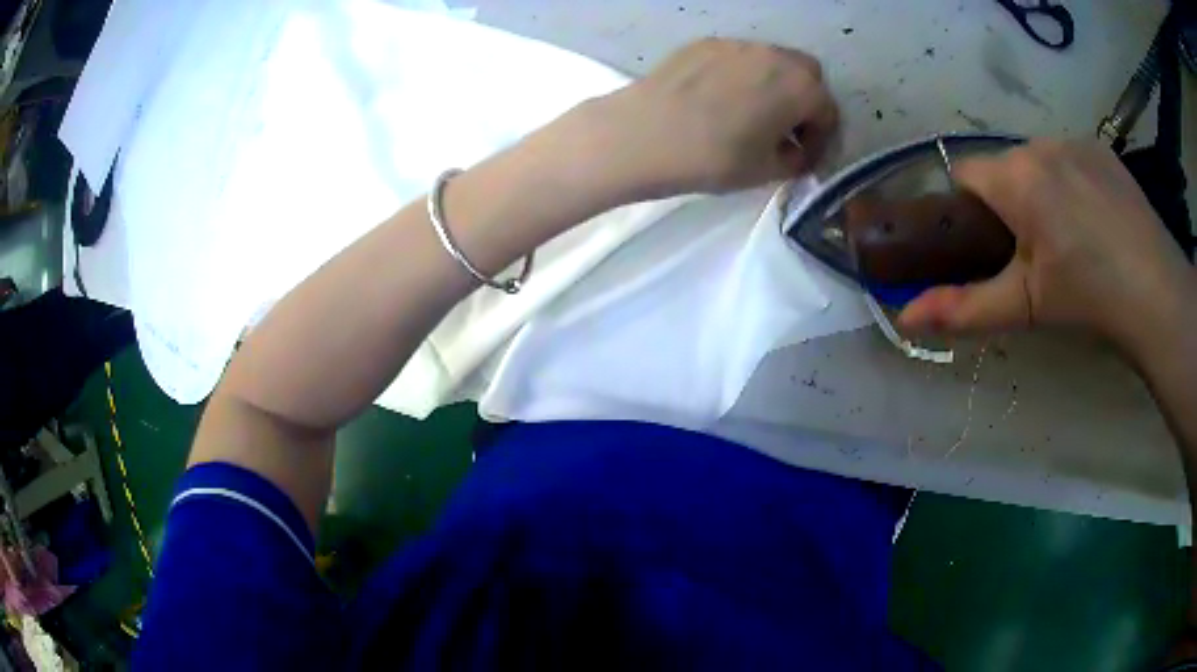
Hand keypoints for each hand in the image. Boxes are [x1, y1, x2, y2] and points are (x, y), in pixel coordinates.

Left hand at [588, 38, 838, 197]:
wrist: (642, 135)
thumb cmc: (712, 158)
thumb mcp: (765, 171)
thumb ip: (794, 160)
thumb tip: (796, 153)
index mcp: (801, 87)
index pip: (828, 112)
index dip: (821, 140)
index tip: (804, 159)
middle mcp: (775, 56)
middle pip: (807, 75)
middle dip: (805, 102)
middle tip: (785, 130)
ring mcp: (737, 44)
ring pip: (772, 61)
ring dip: (775, 85)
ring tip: (752, 113)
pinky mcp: (705, 42)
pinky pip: (739, 57)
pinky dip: (743, 75)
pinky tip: (720, 99)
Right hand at [898, 139, 1193, 359]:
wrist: (1157, 295)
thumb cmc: (1088, 298)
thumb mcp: (1026, 307)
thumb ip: (965, 309)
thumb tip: (905, 319)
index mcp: (1016, 177)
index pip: (964, 173)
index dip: (968, 209)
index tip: (990, 245)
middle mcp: (1040, 144)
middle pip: (1005, 168)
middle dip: (1010, 203)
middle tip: (1037, 253)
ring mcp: (1075, 141)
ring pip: (1039, 161)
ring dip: (1042, 191)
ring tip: (1072, 238)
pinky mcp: (1102, 149)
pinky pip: (1070, 158)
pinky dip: (1072, 182)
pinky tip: (1096, 220)